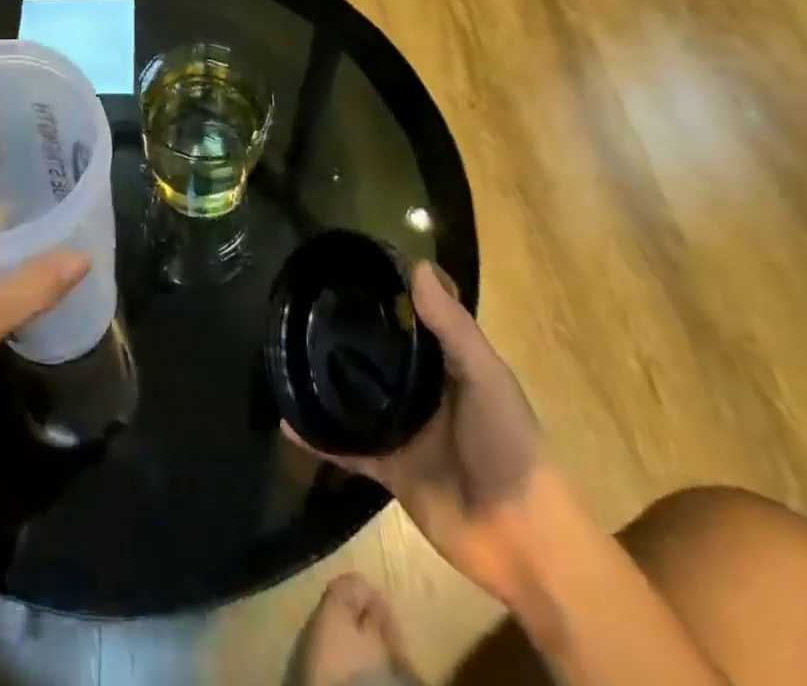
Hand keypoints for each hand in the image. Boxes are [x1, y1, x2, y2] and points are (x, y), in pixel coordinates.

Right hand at [286, 263, 543, 604]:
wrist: (524, 542)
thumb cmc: (510, 446)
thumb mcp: (486, 377)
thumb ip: (451, 326)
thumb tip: (416, 265)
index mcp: (446, 366)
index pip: (409, 321)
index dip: (383, 295)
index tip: (342, 268)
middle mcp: (420, 393)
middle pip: (375, 357)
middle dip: (343, 336)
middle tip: (298, 307)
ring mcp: (402, 431)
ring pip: (354, 398)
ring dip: (325, 383)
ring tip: (283, 354)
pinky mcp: (388, 468)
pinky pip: (345, 447)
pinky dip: (316, 438)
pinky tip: (286, 421)